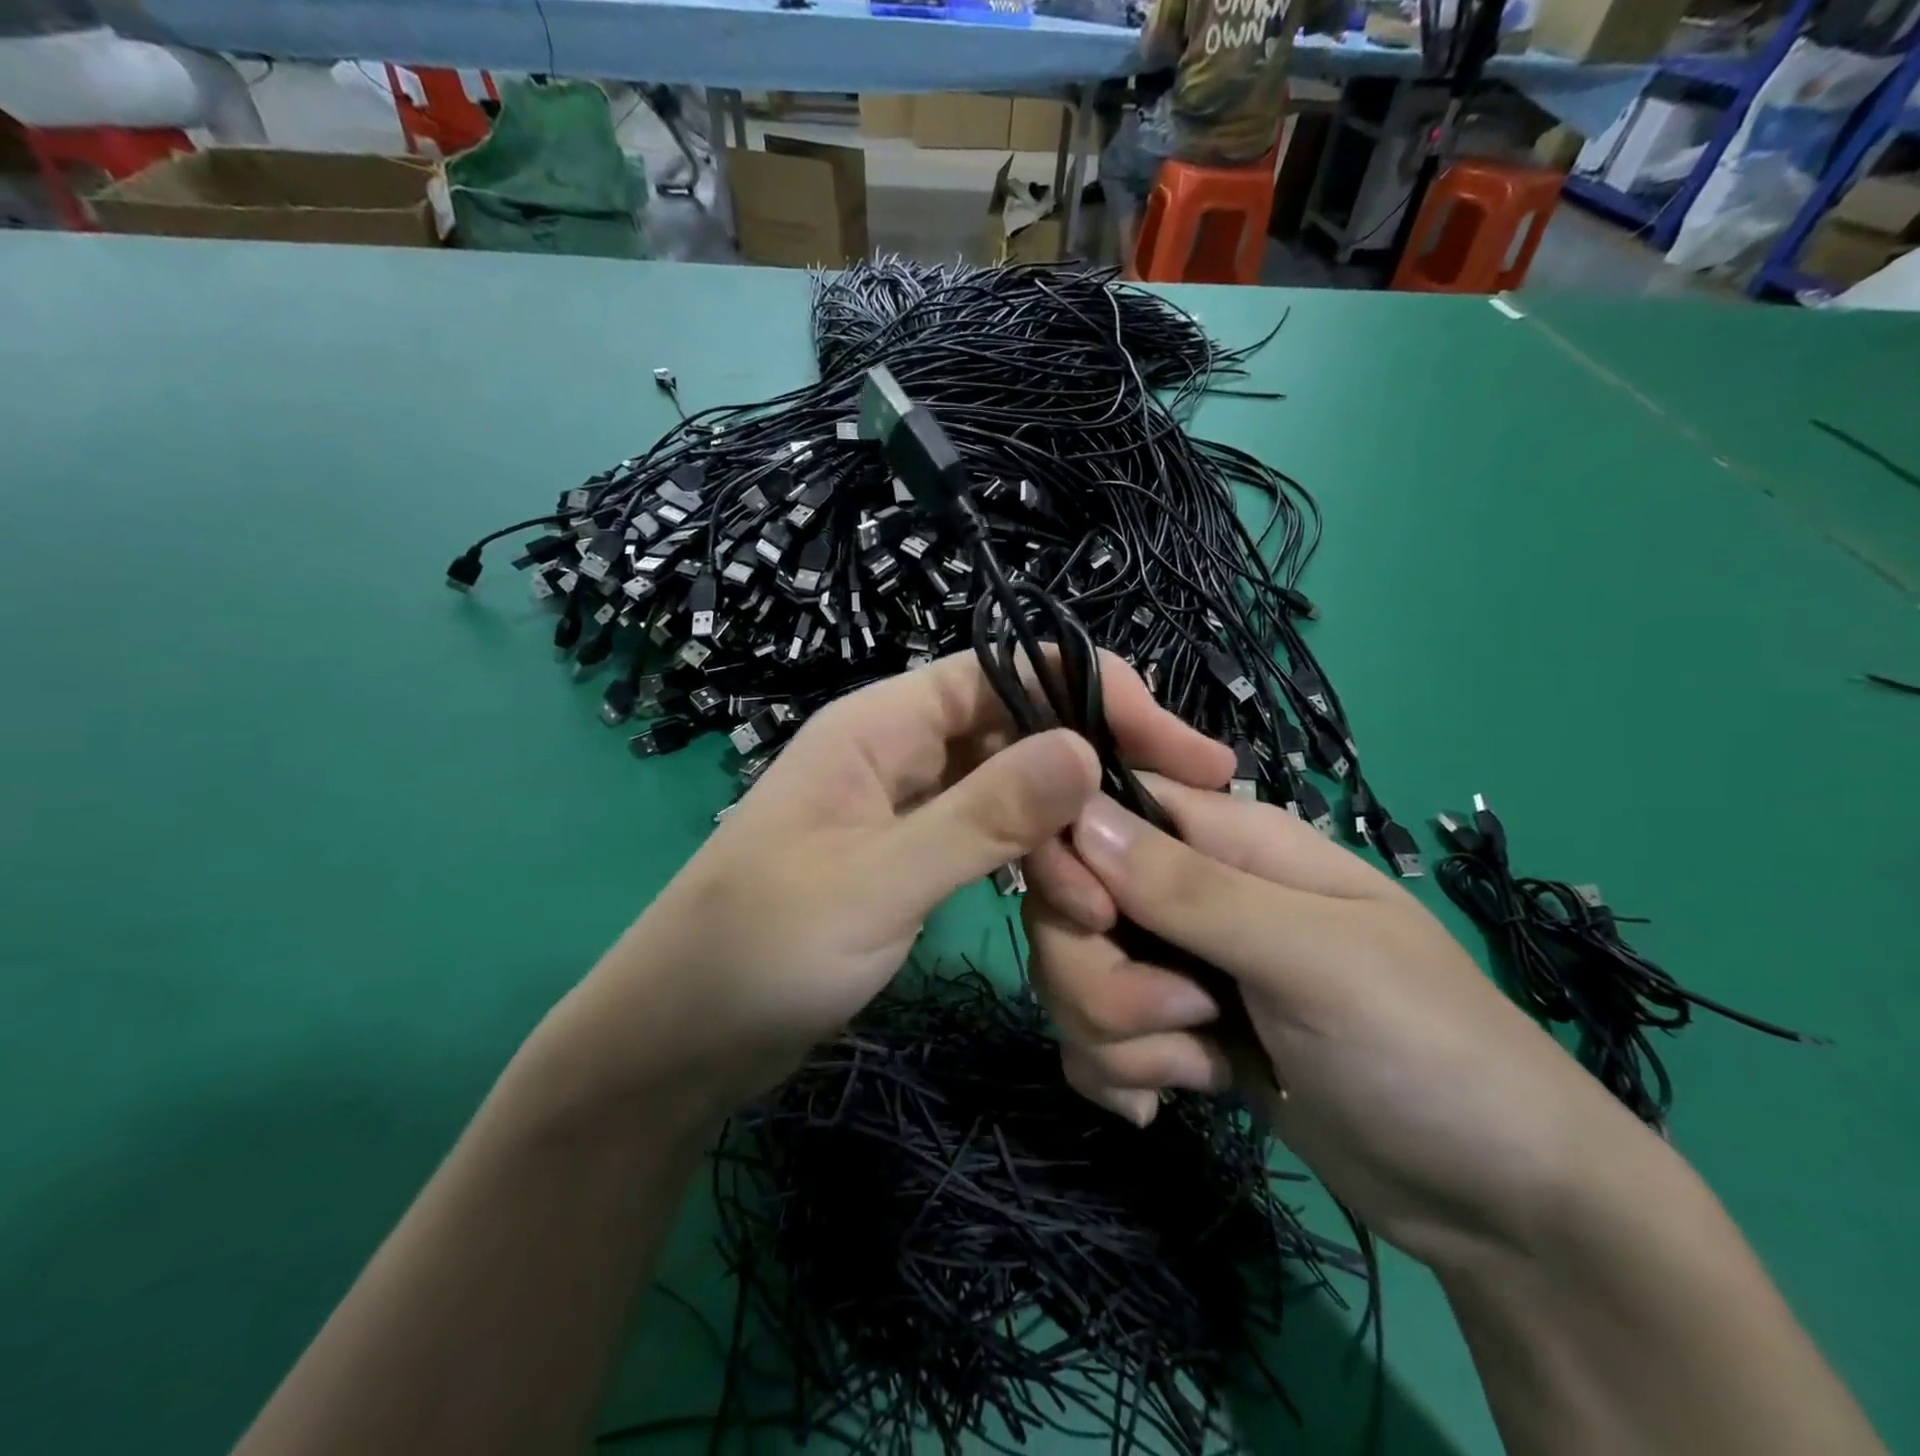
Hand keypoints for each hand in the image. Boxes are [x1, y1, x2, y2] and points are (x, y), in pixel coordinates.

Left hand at [522, 652, 1231, 1121]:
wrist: (679, 1040)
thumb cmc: (757, 952)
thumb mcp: (875, 884)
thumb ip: (980, 817)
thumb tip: (1084, 749)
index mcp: (880, 724)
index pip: (1008, 672)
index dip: (1098, 696)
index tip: (1183, 750)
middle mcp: (898, 748)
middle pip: (1019, 729)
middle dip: (1093, 774)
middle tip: (1175, 828)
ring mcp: (906, 804)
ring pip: (1011, 790)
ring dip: (1065, 833)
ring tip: (1111, 901)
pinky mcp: (911, 855)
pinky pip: (991, 838)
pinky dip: (1033, 864)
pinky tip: (1071, 904)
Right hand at [1024, 781, 1657, 1272]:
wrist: (1497, 1204)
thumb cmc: (1425, 1049)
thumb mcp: (1312, 959)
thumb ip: (1191, 890)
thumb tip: (1079, 816)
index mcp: (1227, 841)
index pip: (1103, 810)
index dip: (1072, 857)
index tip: (1095, 922)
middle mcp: (1189, 893)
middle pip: (1071, 906)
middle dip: (1099, 977)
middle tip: (1182, 1019)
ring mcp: (1178, 966)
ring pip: (1074, 976)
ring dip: (1116, 1036)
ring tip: (1200, 1068)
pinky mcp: (1173, 1034)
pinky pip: (1093, 1037)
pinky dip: (1117, 1073)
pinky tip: (1167, 1102)